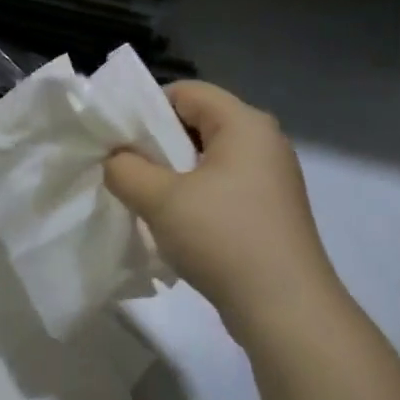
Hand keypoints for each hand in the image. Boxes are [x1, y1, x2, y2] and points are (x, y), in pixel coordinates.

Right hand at [104, 81, 338, 332]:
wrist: (284, 307)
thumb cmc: (222, 237)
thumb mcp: (161, 199)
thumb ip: (126, 169)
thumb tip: (115, 159)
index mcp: (244, 124)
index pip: (187, 92)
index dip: (145, 107)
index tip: (115, 136)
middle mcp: (263, 143)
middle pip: (198, 124)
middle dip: (155, 143)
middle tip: (122, 167)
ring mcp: (270, 179)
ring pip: (207, 159)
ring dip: (171, 173)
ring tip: (142, 197)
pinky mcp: (269, 211)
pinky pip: (221, 187)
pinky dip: (193, 196)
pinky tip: (173, 223)